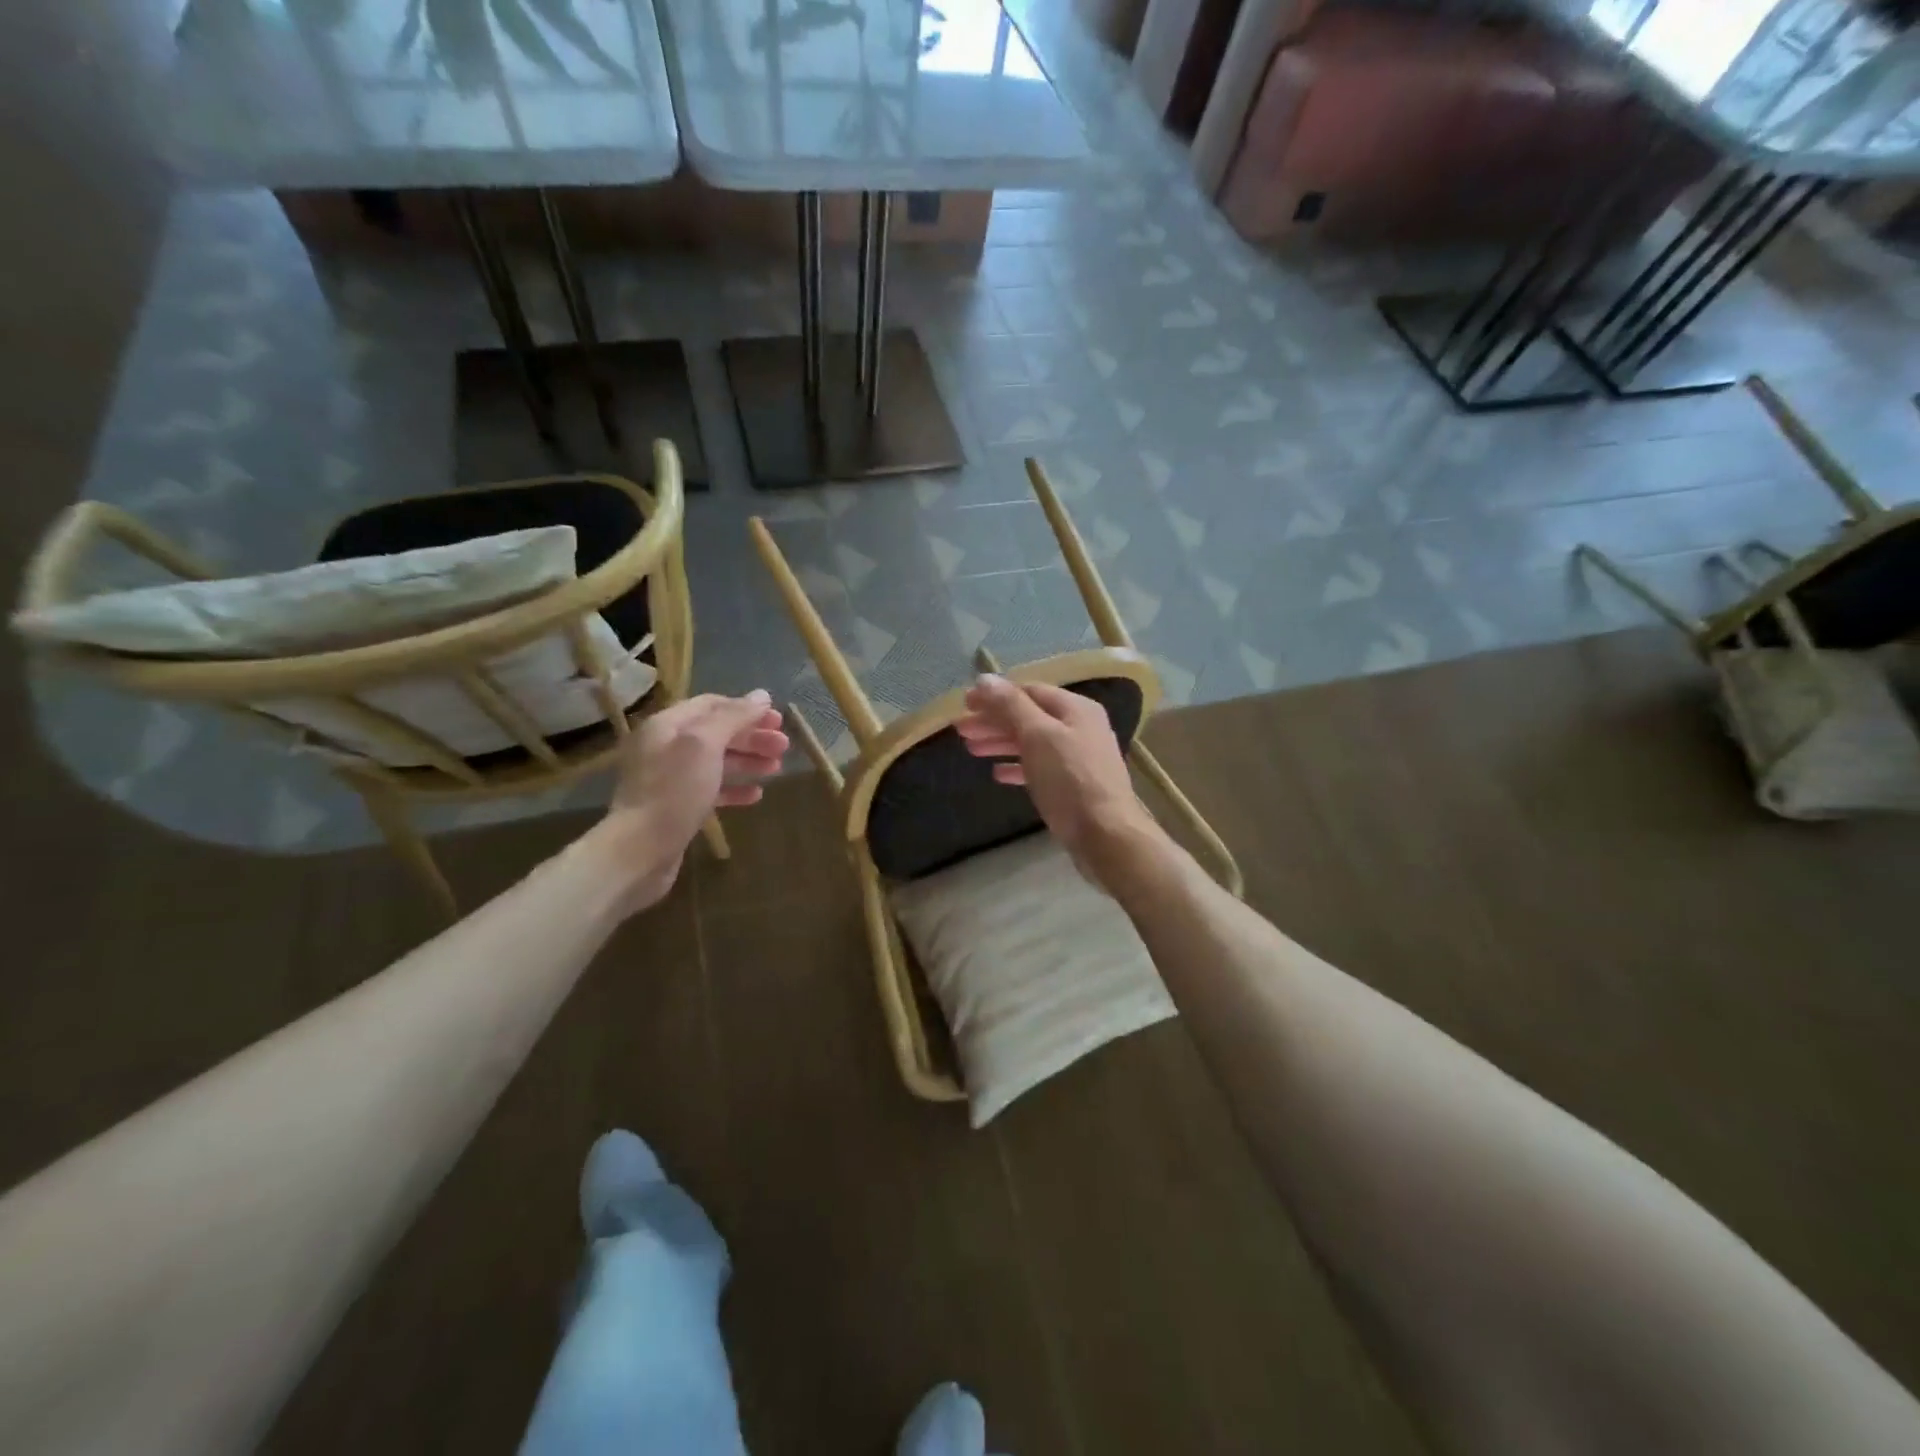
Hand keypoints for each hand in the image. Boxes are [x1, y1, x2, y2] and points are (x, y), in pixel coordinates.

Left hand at [600, 691, 787, 911]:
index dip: (746, 709)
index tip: (777, 720)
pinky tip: (756, 795)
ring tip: (776, 768)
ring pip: (716, 762)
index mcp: (667, 725)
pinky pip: (710, 789)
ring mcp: (669, 779)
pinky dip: (734, 788)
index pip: (711, 704)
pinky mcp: (676, 808)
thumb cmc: (673, 791)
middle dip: (751, 737)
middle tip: (784, 746)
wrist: (639, 851)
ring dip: (748, 761)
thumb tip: (762, 696)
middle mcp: (665, 747)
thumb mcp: (705, 745)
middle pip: (716, 733)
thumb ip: (734, 717)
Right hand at [955, 674, 1161, 887]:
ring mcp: (1079, 758)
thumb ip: (1010, 706)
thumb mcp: (1037, 736)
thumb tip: (984, 679)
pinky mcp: (1074, 786)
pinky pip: (1040, 767)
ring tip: (971, 749)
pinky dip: (1017, 766)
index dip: (994, 696)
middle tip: (960, 730)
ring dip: (1001, 742)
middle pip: (1029, 716)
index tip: (963, 705)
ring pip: (1032, 742)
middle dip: (993, 721)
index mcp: (1075, 708)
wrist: (1106, 836)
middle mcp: (1080, 727)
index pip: (1028, 691)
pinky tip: (997, 773)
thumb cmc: (1070, 781)